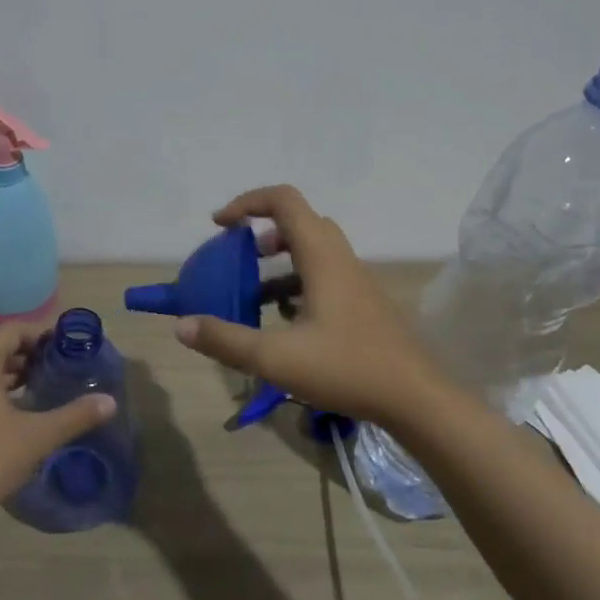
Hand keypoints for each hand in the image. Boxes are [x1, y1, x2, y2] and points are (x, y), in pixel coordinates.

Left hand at [0, 322, 116, 527]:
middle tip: (59, 368)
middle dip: (28, 355)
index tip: (65, 346)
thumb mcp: (37, 436)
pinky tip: (15, 414)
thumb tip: (110, 402)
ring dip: (11, 375)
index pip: (11, 331)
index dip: (40, 333)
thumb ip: (75, 415)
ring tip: (41, 388)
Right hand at [173, 185, 442, 428]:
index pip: (284, 201)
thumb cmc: (347, 368)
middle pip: (300, 222)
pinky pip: (324, 277)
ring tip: (251, 294)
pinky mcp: (363, 305)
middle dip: (262, 231)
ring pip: (312, 251)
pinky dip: (296, 285)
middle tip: (236, 255)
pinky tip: (283, 323)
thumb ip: (226, 340)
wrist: (417, 398)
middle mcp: (340, 260)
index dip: (247, 202)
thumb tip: (182, 326)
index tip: (219, 224)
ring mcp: (355, 282)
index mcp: (321, 257)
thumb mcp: (276, 358)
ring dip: (278, 263)